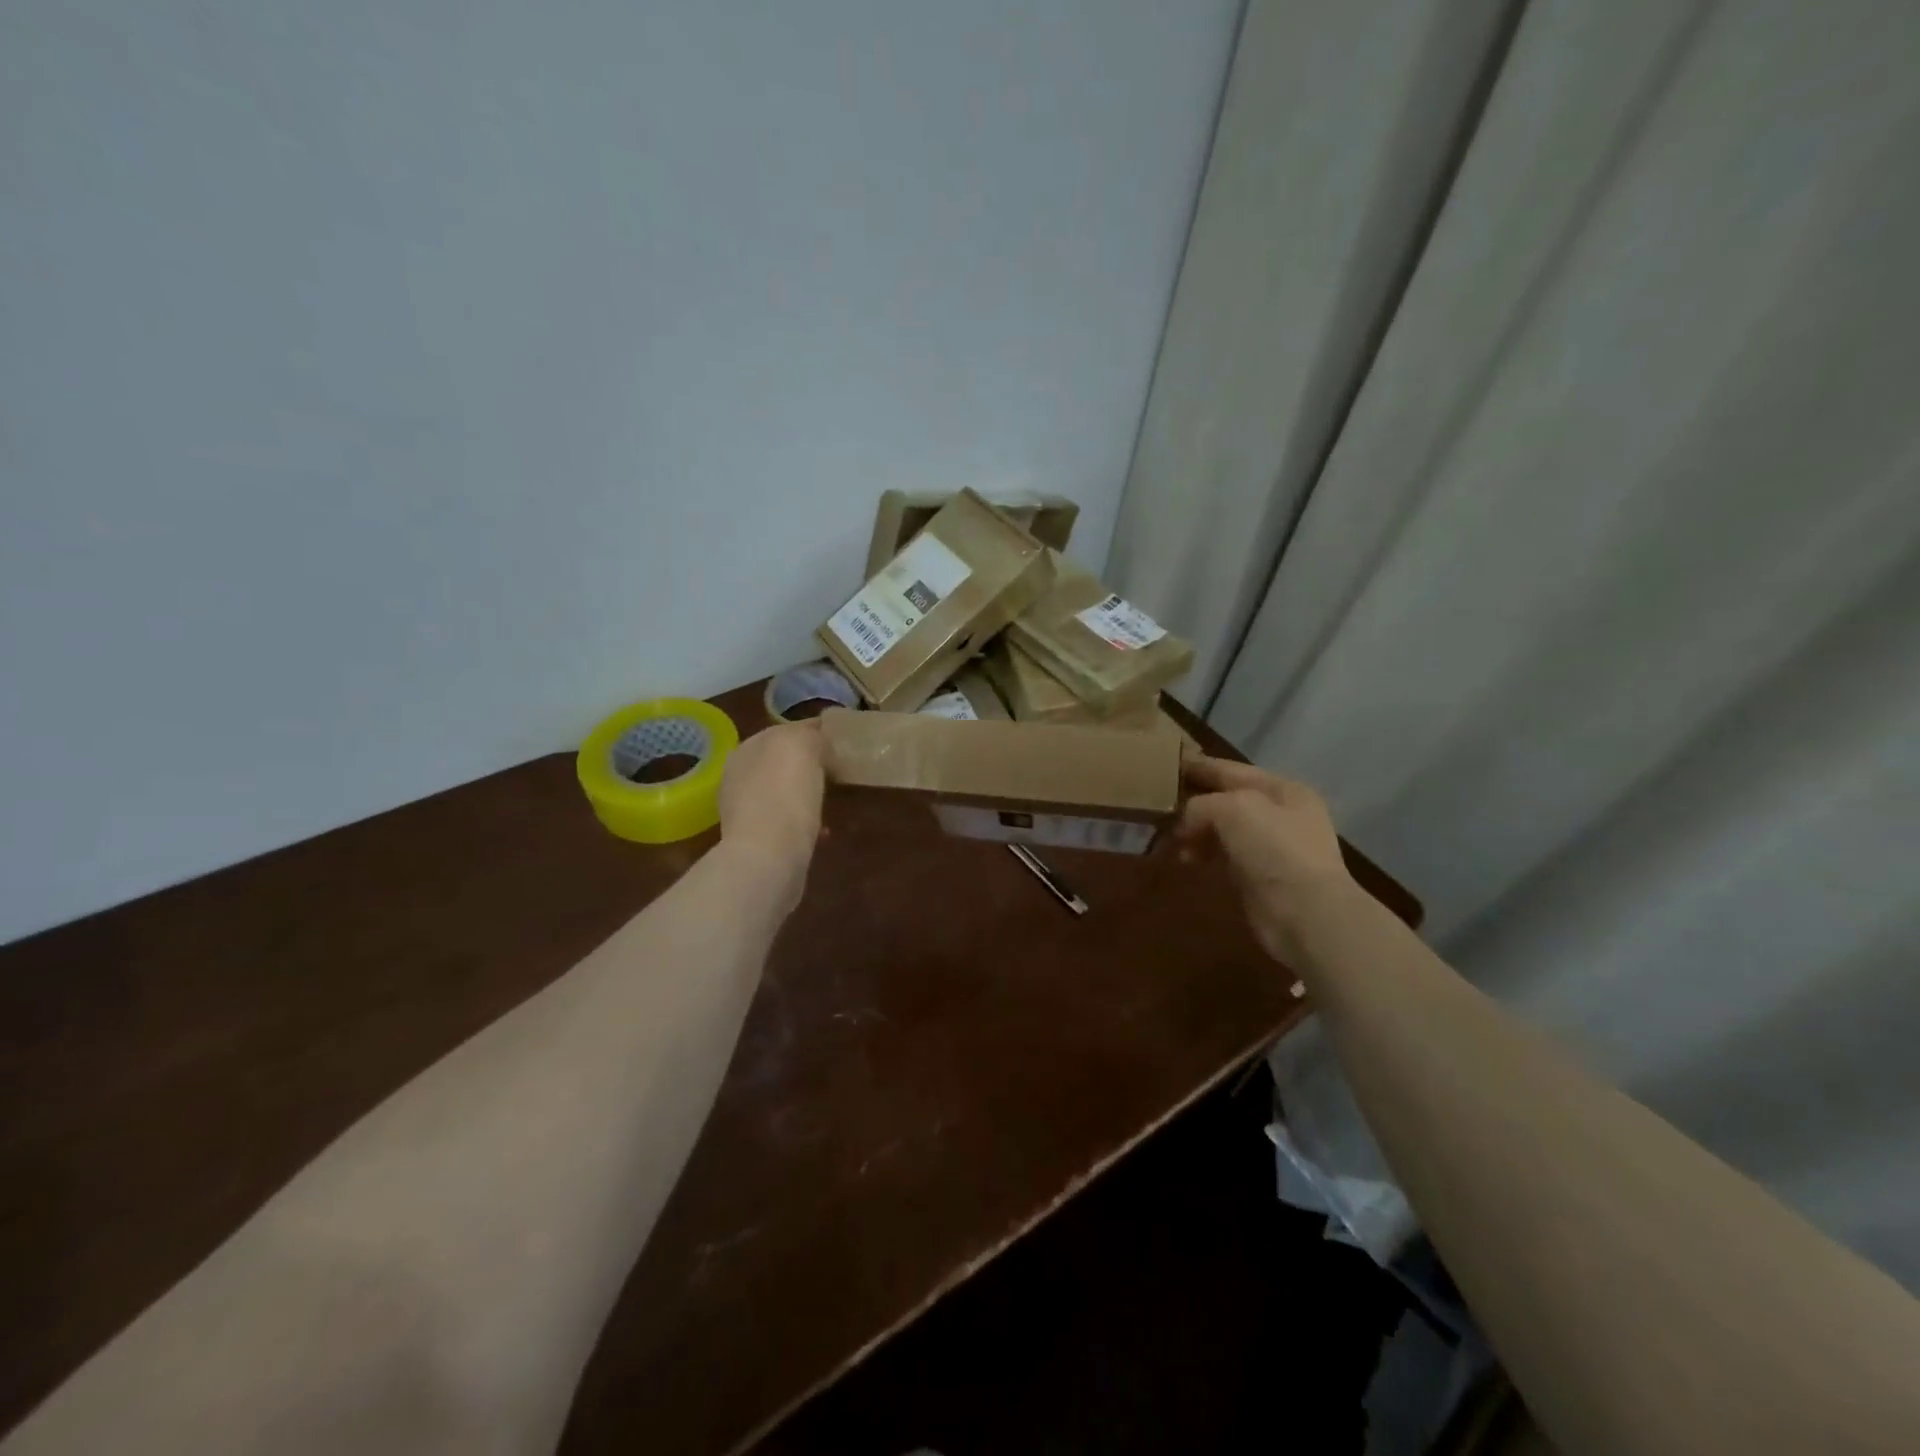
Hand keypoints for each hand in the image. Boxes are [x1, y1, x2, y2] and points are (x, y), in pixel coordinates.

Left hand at [718, 722, 825, 898]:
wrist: (767, 858)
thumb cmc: (786, 796)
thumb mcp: (803, 746)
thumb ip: (810, 734)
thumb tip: (817, 740)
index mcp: (749, 747)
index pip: (787, 730)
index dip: (815, 732)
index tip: (842, 741)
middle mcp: (741, 775)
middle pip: (782, 761)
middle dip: (809, 765)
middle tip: (839, 771)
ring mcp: (745, 809)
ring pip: (784, 791)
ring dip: (807, 794)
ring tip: (833, 801)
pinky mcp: (756, 840)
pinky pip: (787, 821)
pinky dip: (805, 823)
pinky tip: (823, 832)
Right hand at [1176, 755, 1353, 963]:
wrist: (1304, 913)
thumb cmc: (1273, 848)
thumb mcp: (1233, 808)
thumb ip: (1201, 805)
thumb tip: (1183, 824)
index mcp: (1282, 788)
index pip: (1230, 769)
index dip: (1198, 766)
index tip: (1166, 764)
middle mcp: (1280, 814)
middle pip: (1226, 800)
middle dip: (1193, 802)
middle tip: (1157, 804)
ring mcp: (1272, 848)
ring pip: (1223, 830)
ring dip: (1195, 832)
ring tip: (1166, 838)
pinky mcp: (1260, 878)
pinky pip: (1223, 857)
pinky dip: (1203, 855)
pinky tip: (1185, 859)